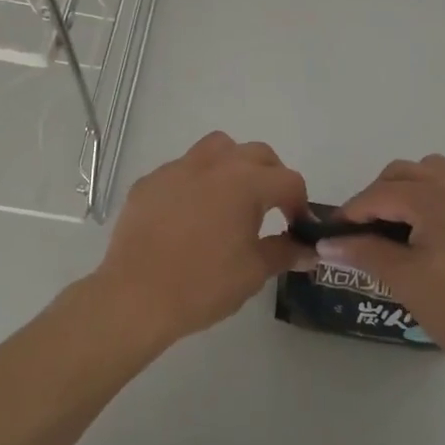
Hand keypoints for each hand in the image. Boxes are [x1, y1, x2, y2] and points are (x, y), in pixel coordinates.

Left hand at [94, 131, 311, 349]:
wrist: (136, 295)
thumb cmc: (203, 284)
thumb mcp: (253, 272)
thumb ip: (284, 252)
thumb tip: (308, 249)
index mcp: (245, 182)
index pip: (288, 180)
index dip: (300, 203)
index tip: (297, 227)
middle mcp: (214, 164)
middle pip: (256, 154)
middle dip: (272, 176)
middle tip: (271, 208)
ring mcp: (178, 168)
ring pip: (217, 148)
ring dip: (233, 164)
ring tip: (231, 198)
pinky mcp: (150, 180)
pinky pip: (182, 169)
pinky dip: (195, 182)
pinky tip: (189, 215)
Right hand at [322, 155, 444, 381]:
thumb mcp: (405, 281)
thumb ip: (364, 252)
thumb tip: (327, 242)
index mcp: (435, 197)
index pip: (380, 193)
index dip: (352, 211)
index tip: (335, 232)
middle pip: (406, 172)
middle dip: (380, 195)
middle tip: (367, 230)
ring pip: (437, 174)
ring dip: (413, 190)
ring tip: (405, 227)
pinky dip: (444, 200)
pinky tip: (442, 233)